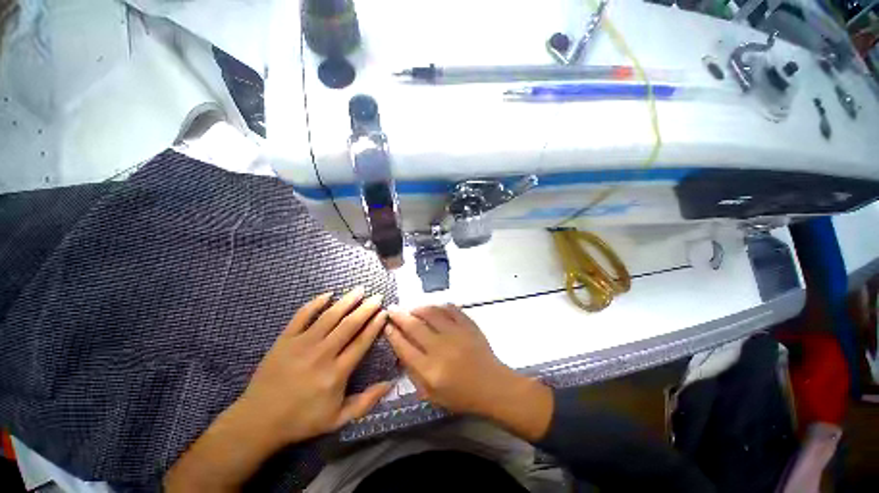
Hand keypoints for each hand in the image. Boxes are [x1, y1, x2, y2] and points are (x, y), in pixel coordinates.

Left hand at [239, 287, 391, 445]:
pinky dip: (315, 303)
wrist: (258, 421)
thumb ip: (366, 402)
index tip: (384, 312)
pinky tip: (328, 294)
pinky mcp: (285, 340)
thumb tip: (390, 383)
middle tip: (378, 296)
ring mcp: (302, 344)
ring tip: (360, 290)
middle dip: (366, 308)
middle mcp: (322, 354)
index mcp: (336, 373)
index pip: (361, 342)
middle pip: (349, 325)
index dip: (375, 325)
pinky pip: (302, 316)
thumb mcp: (338, 419)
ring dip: (347, 301)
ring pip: (329, 316)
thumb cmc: (301, 420)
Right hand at [385, 305, 552, 440]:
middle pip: (414, 326)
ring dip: (418, 308)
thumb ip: (414, 373)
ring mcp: (456, 333)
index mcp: (430, 369)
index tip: (386, 325)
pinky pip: (451, 309)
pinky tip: (434, 307)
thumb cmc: (461, 395)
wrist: (491, 385)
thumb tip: (402, 350)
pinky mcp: (468, 325)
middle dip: (400, 316)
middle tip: (392, 308)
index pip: (405, 347)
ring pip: (431, 313)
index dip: (393, 334)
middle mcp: (441, 348)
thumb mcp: (431, 395)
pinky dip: (440, 306)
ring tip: (412, 309)